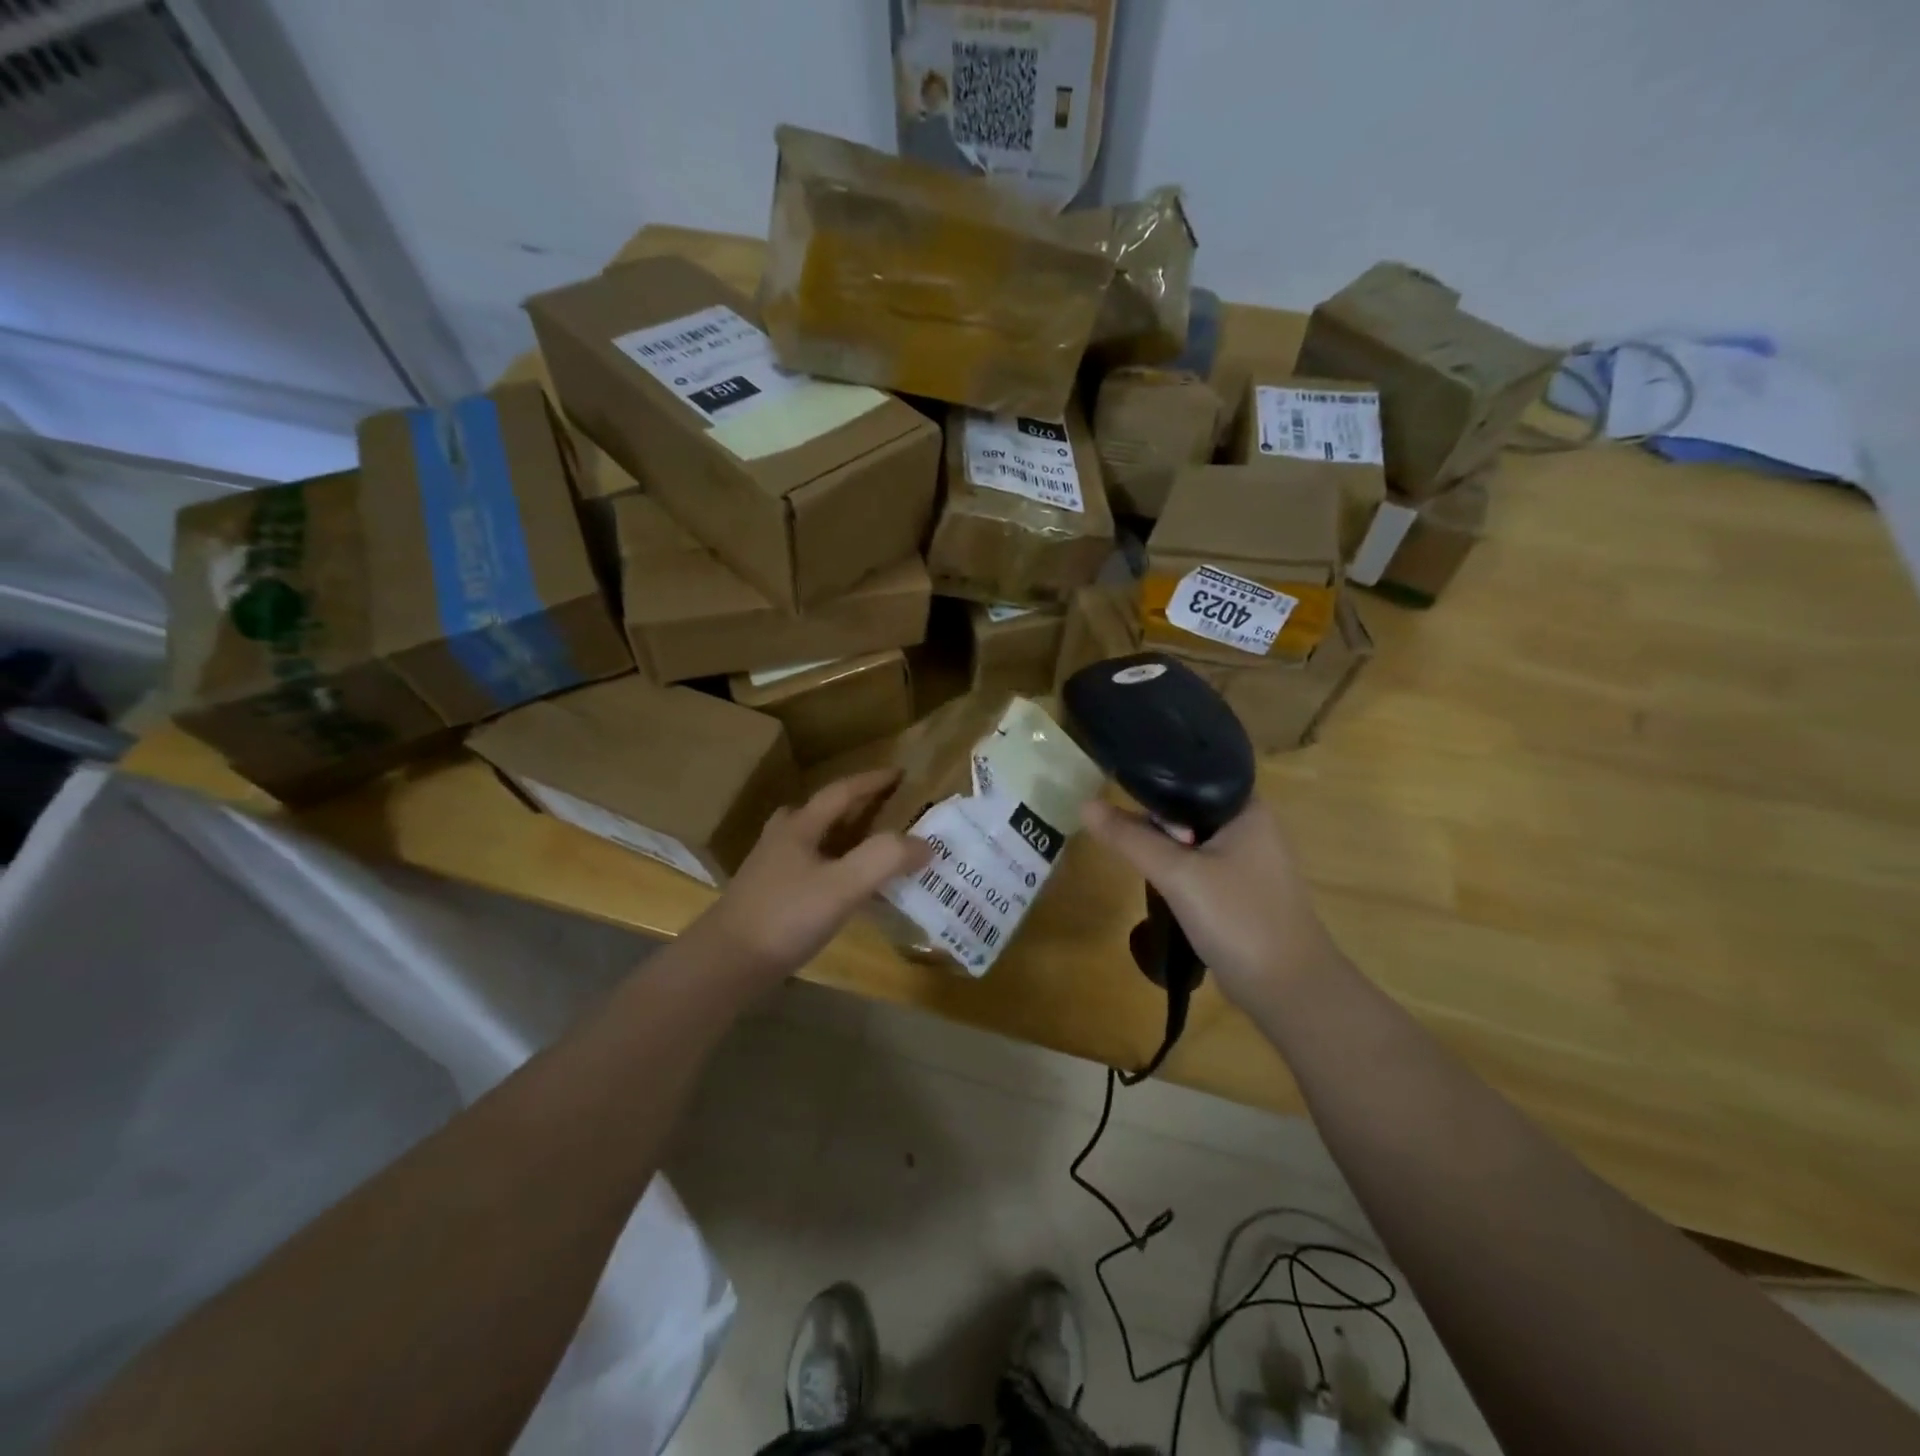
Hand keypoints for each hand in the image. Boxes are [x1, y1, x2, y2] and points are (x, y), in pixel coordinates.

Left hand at [693, 770, 929, 984]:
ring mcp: (769, 870)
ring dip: (839, 837)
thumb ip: (885, 859)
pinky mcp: (766, 898)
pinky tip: (841, 891)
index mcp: (800, 827)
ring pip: (810, 841)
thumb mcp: (842, 886)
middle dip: (851, 807)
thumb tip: (924, 843)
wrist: (725, 965)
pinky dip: (830, 867)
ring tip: (866, 849)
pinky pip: (807, 869)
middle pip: (819, 812)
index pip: (841, 792)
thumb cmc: (785, 917)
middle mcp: (782, 840)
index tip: (900, 774)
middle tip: (882, 812)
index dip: (872, 781)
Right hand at [1081, 798, 1344, 1009]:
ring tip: (1138, 859)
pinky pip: (1200, 864)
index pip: (1190, 775)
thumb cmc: (1238, 918)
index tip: (1118, 797)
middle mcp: (1251, 825)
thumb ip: (1130, 838)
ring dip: (1164, 848)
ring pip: (1191, 838)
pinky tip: (1159, 882)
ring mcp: (1248, 858)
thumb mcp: (1177, 874)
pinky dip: (1178, 869)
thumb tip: (1085, 805)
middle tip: (1128, 840)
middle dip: (1155, 823)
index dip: (1152, 784)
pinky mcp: (1241, 887)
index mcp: (1247, 807)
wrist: (1288, 989)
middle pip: (1187, 808)